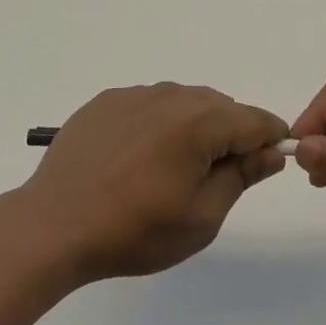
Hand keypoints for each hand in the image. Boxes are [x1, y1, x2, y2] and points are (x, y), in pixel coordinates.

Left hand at [20, 84, 288, 283]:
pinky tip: (137, 159)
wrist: (55, 224)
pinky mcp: (106, 101)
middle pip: (219, 107)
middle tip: (215, 178)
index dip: (270, 139)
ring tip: (172, 170)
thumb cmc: (134, 230)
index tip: (269, 162)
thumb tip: (270, 152)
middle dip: (230, 134)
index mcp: (200, 121)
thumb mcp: (201, 217)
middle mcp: (170, 95)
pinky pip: (148, 105)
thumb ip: (241, 177)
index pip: (254, 119)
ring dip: (192, 127)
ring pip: (183, 103)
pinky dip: (157, 125)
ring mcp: (135, 94)